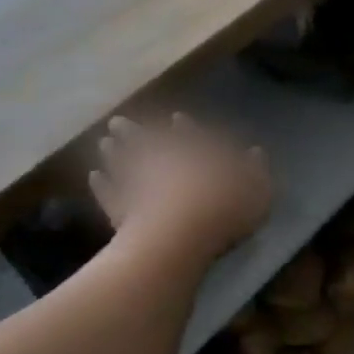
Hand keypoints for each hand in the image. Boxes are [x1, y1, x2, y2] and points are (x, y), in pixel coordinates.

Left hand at [87, 113, 271, 259]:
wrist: (180, 234)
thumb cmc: (225, 208)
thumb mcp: (258, 189)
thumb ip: (256, 170)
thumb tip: (255, 152)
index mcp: (198, 153)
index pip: (191, 135)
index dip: (185, 128)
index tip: (175, 118)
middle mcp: (165, 161)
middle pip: (147, 142)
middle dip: (134, 132)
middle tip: (118, 123)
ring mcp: (139, 184)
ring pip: (122, 163)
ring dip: (114, 153)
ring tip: (104, 144)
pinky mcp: (121, 209)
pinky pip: (109, 194)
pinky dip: (102, 186)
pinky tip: (95, 178)